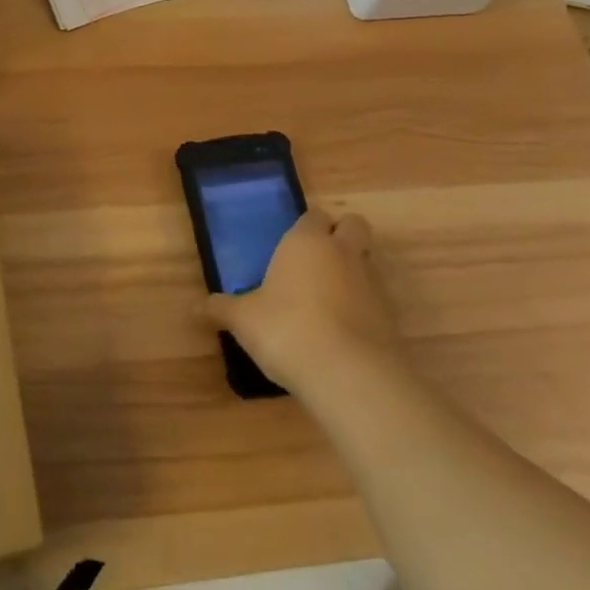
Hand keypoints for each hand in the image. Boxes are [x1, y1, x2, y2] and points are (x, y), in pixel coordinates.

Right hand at [207, 209, 402, 391]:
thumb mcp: (244, 320)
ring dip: (353, 273)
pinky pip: (376, 300)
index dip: (307, 226)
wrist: (348, 374)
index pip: (314, 215)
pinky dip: (363, 309)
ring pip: (367, 262)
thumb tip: (200, 306)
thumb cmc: (287, 329)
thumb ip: (223, 309)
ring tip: (328, 302)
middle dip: (342, 235)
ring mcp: (371, 283)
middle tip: (319, 261)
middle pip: (354, 225)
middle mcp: (342, 252)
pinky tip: (343, 333)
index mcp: (306, 241)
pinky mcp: (389, 317)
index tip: (292, 245)